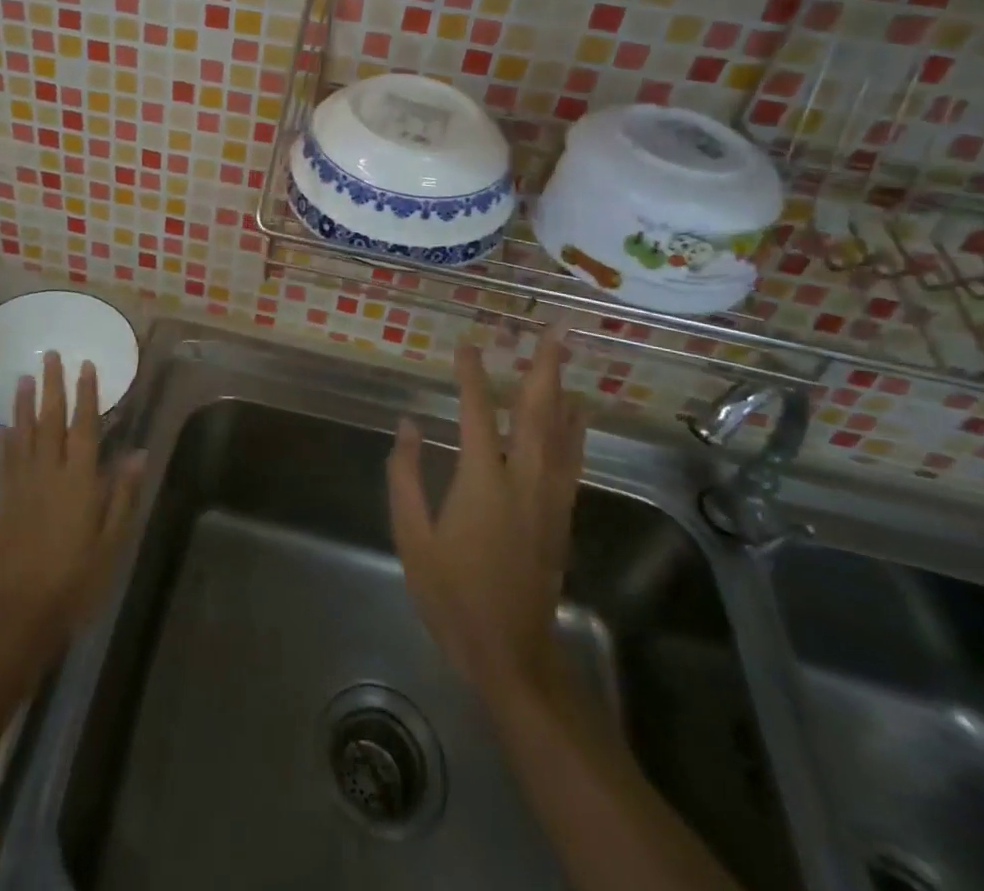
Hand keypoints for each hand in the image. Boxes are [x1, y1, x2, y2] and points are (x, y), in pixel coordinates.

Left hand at [0, 352, 144, 661]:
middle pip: (50, 420)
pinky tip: (0, 428)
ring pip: (22, 434)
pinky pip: (2, 462)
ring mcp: (21, 485)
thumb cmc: (77, 578)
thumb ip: (122, 493)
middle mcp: (48, 472)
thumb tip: (137, 452)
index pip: (84, 426)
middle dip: (52, 385)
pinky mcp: (1, 501)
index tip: (86, 365)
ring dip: (23, 404)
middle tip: (50, 355)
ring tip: (24, 377)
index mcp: (79, 480)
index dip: (86, 394)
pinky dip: (2, 441)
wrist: (21, 613)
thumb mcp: (112, 540)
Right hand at [387, 327, 582, 701]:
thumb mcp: (412, 536)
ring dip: (563, 390)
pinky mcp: (561, 516)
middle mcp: (523, 480)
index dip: (472, 375)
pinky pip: (571, 459)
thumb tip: (408, 424)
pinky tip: (577, 413)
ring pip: (562, 433)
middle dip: (544, 368)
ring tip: (566, 356)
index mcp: (482, 482)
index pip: (478, 413)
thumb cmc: (451, 594)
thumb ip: (406, 475)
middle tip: (553, 330)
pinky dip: (575, 428)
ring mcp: (549, 498)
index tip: (467, 344)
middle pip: (538, 413)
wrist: (510, 652)